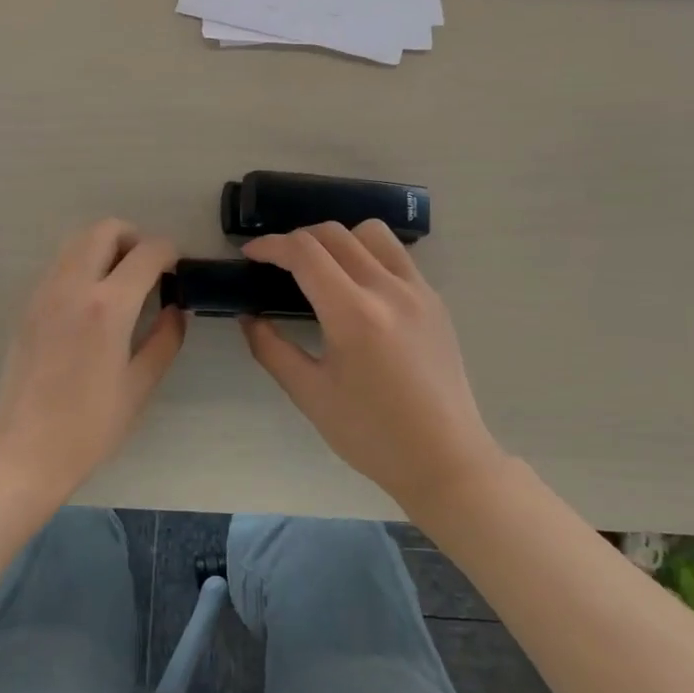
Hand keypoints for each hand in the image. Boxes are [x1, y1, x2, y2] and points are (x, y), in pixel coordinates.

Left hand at [0, 219, 186, 500]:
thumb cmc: (90, 427)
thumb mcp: (140, 386)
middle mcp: (72, 287)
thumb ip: (164, 339)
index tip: (178, 269)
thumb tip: (175, 309)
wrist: (25, 452)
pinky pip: (58, 266)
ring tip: (121, 283)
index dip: (170, 252)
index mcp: (107, 307)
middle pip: (104, 229)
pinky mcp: (27, 306)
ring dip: (104, 248)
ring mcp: (44, 293)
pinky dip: (81, 265)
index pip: (146, 253)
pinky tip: (91, 303)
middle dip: (134, 238)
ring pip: (76, 242)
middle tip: (148, 269)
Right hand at [240, 221, 505, 508]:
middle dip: (297, 239)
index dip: (270, 246)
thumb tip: (249, 316)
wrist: (444, 459)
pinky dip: (368, 254)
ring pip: (371, 233)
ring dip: (337, 239)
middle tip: (277, 264)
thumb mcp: (309, 394)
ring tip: (321, 267)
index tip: (250, 255)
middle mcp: (388, 290)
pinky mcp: (435, 301)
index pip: (304, 252)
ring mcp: (418, 291)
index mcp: (353, 314)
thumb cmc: (370, 433)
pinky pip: (396, 255)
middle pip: (334, 234)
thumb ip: (271, 349)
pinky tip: (357, 286)